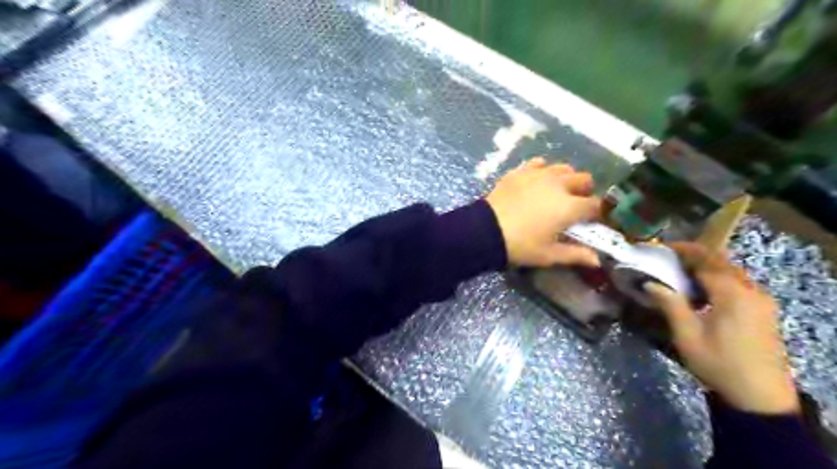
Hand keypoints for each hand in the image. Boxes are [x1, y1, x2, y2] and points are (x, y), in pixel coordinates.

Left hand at [485, 158, 601, 265]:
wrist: (485, 231)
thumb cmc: (520, 246)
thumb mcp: (549, 255)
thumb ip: (575, 255)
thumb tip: (597, 260)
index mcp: (569, 206)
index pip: (595, 205)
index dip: (596, 213)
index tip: (590, 221)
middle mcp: (558, 185)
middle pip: (584, 179)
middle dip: (584, 191)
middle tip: (574, 206)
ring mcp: (538, 174)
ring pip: (563, 168)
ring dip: (566, 178)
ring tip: (557, 192)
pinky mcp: (520, 171)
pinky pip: (539, 164)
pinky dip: (543, 171)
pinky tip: (537, 182)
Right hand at [643, 241, 800, 413]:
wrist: (759, 397)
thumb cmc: (718, 363)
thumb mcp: (687, 335)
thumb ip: (670, 304)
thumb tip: (650, 283)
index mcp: (732, 294)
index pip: (706, 260)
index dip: (682, 250)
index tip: (660, 247)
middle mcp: (751, 291)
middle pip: (721, 261)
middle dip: (693, 255)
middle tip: (667, 257)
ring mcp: (761, 300)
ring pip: (731, 271)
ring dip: (706, 266)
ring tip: (679, 271)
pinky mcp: (763, 311)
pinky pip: (738, 283)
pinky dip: (717, 278)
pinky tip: (701, 290)